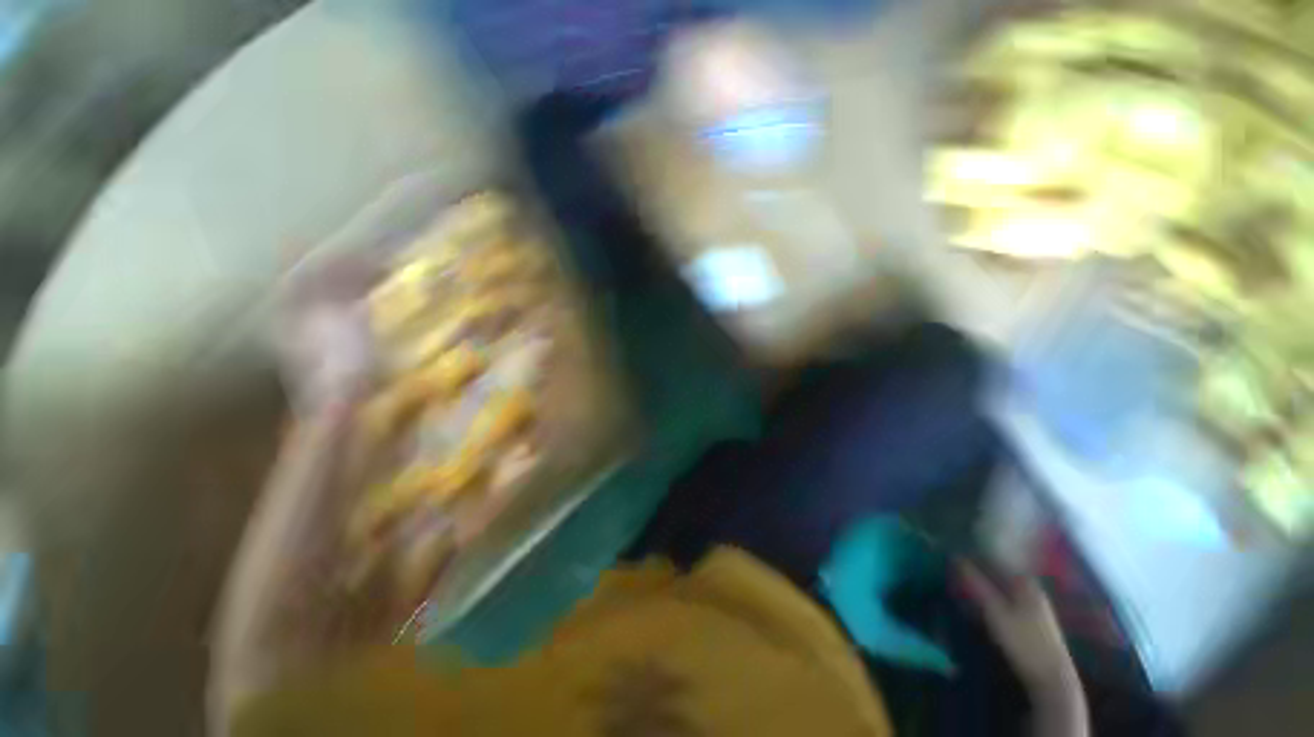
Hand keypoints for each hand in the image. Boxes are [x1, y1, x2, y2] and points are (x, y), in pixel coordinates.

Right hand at [959, 564, 1075, 689]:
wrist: (1051, 678)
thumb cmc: (1023, 641)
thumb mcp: (995, 612)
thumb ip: (977, 584)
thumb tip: (956, 557)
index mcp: (1025, 583)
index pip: (997, 559)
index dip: (975, 554)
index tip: (953, 553)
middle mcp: (1031, 589)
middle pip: (1001, 572)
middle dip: (979, 568)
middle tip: (954, 567)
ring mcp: (1033, 605)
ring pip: (1003, 586)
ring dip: (984, 582)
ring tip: (962, 582)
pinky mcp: (1031, 620)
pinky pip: (1007, 598)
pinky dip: (992, 595)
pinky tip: (981, 601)